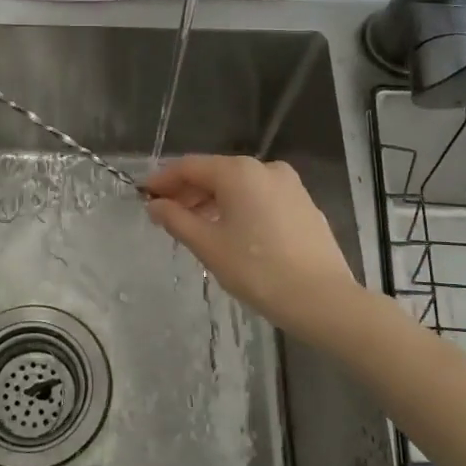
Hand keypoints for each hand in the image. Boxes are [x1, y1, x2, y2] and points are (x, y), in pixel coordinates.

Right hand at [144, 154, 359, 339]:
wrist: (322, 299)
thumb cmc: (258, 270)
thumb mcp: (208, 246)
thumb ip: (176, 220)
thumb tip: (155, 205)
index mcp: (239, 172)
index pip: (190, 167)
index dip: (163, 180)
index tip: (143, 195)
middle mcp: (265, 168)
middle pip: (215, 173)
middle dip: (187, 192)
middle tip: (164, 214)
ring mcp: (289, 185)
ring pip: (239, 186)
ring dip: (212, 201)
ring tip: (194, 227)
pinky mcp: (304, 205)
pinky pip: (260, 198)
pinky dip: (238, 208)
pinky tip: (230, 232)